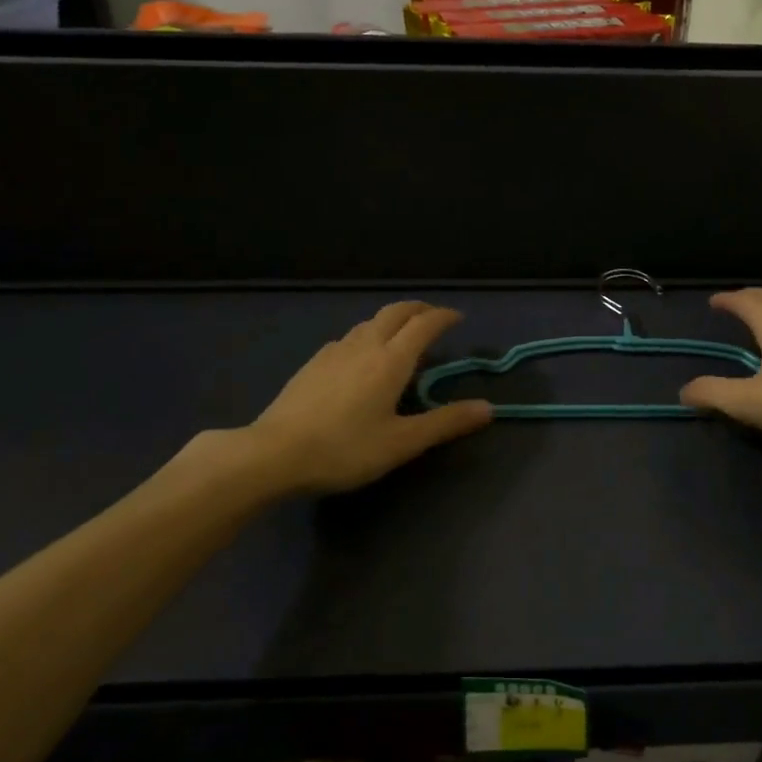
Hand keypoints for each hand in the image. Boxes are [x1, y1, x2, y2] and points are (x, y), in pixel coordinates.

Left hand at [247, 302, 492, 494]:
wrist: (274, 453)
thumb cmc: (345, 449)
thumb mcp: (402, 442)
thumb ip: (445, 423)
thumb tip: (488, 408)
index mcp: (391, 359)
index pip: (424, 324)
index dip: (444, 317)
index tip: (458, 318)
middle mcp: (365, 345)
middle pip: (396, 312)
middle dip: (418, 309)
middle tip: (433, 317)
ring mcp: (334, 351)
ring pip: (370, 322)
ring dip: (392, 320)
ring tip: (401, 336)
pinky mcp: (313, 363)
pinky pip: (349, 337)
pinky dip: (367, 335)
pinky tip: (361, 357)